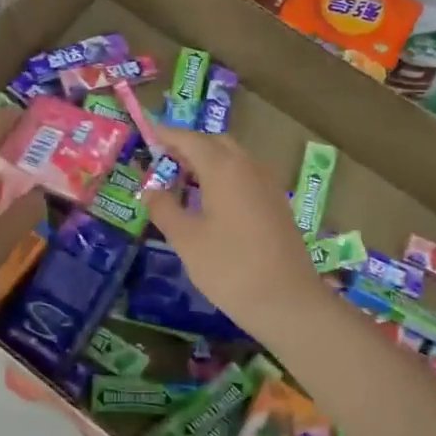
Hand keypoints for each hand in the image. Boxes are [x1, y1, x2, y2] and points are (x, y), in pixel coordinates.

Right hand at [142, 127, 329, 333]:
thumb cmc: (230, 268)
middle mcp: (248, 167)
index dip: (167, 135)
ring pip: (234, 159)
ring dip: (209, 161)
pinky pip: (246, 176)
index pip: (191, 139)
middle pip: (216, 143)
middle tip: (164, 160)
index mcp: (224, 168)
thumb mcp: (186, 240)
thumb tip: (151, 190)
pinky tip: (212, 202)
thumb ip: (164, 209)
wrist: (287, 301)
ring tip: (184, 180)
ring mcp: (267, 185)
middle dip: (189, 146)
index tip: (148, 134)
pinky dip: (225, 177)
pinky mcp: (277, 204)